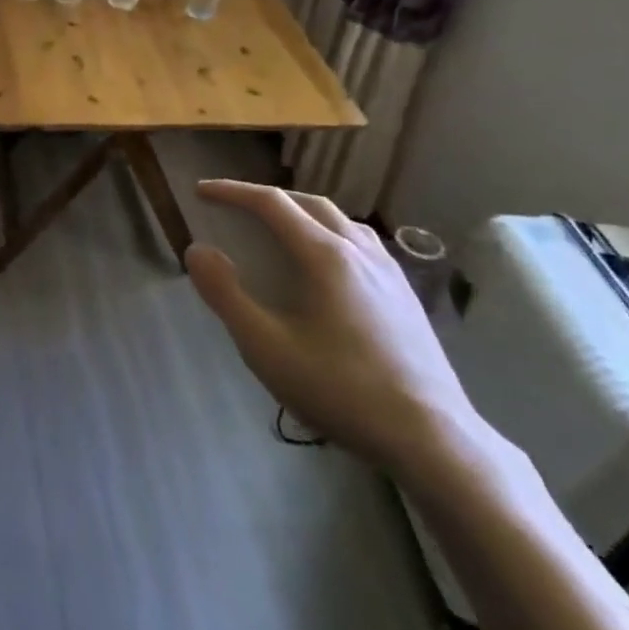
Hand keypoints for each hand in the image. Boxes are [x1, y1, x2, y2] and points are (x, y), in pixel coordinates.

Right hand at [185, 180, 480, 479]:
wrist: (431, 437)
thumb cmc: (341, 389)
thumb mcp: (266, 348)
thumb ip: (226, 295)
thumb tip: (197, 250)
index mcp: (325, 255)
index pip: (271, 204)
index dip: (232, 192)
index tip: (201, 192)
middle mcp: (359, 250)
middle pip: (308, 203)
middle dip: (267, 198)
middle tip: (235, 208)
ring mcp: (389, 271)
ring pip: (340, 220)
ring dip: (301, 213)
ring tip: (279, 230)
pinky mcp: (406, 294)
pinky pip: (361, 243)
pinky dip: (330, 234)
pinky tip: (328, 266)